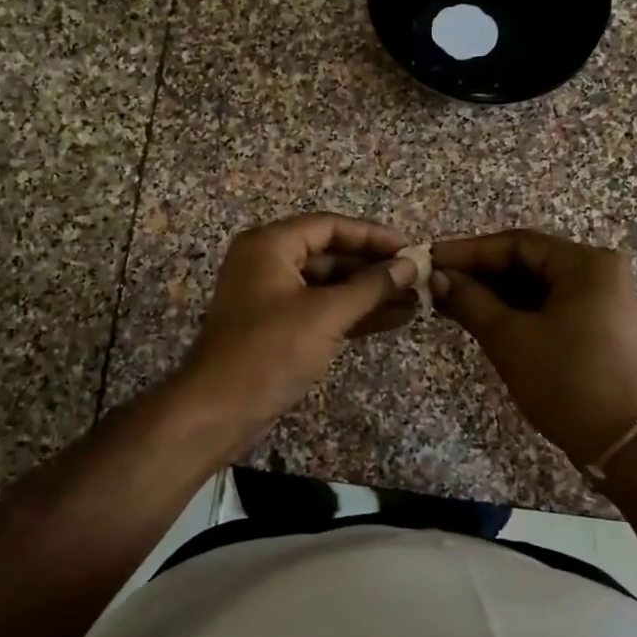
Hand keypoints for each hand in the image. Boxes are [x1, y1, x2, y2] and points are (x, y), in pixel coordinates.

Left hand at [179, 213, 418, 431]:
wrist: (219, 410)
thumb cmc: (270, 350)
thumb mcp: (326, 314)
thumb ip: (372, 286)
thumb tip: (411, 264)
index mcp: (270, 245)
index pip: (330, 226)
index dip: (372, 235)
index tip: (410, 248)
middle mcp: (268, 263)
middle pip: (330, 254)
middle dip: (374, 267)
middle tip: (417, 277)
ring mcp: (273, 298)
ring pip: (329, 286)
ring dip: (369, 293)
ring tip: (415, 300)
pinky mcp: (279, 328)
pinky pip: (322, 310)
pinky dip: (354, 314)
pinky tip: (393, 319)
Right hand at [430, 229, 636, 466]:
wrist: (618, 443)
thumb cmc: (564, 381)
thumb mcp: (509, 338)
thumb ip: (470, 300)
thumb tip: (438, 277)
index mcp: (586, 264)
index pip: (517, 244)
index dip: (468, 251)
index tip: (429, 259)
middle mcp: (597, 272)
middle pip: (526, 261)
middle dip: (478, 272)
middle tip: (434, 281)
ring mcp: (598, 299)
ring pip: (532, 284)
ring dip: (490, 292)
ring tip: (445, 299)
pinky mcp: (592, 324)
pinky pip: (544, 304)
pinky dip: (510, 309)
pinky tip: (473, 315)